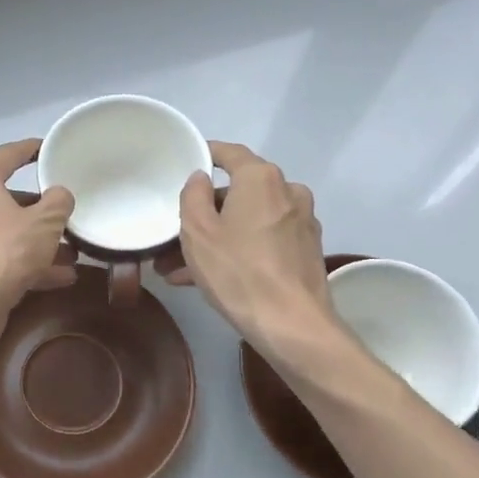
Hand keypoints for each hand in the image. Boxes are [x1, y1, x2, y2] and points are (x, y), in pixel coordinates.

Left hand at [0, 139, 76, 323]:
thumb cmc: (5, 251)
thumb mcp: (44, 223)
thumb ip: (58, 202)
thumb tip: (59, 195)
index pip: (7, 155)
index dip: (30, 149)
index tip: (48, 148)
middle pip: (8, 199)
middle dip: (41, 211)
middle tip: (66, 215)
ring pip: (7, 234)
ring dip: (39, 243)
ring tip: (73, 253)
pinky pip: (2, 259)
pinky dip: (28, 265)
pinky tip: (60, 279)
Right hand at [163, 141, 335, 356]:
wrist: (291, 324)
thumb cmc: (237, 271)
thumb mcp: (197, 232)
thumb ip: (192, 195)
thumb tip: (200, 178)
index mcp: (261, 178)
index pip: (229, 153)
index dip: (205, 154)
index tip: (185, 162)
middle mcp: (287, 191)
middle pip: (237, 192)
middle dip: (203, 214)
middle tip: (173, 235)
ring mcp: (300, 222)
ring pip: (247, 221)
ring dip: (216, 238)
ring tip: (179, 268)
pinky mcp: (305, 250)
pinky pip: (262, 241)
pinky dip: (237, 251)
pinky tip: (208, 279)